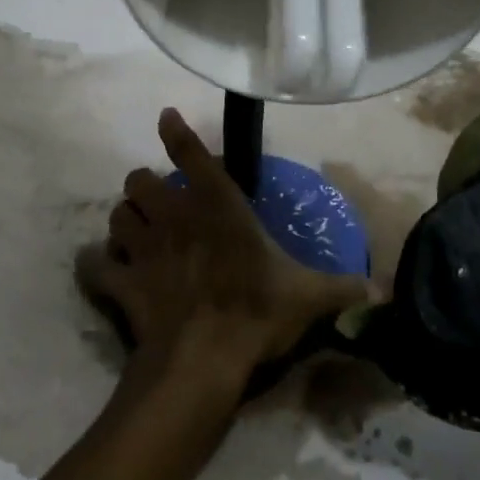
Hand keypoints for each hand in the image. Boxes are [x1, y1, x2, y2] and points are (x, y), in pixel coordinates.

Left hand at [77, 109, 370, 400]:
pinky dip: (97, 265)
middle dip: (145, 187)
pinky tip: (104, 270)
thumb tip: (384, 293)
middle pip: (139, 180)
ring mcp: (142, 248)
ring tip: (134, 233)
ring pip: (116, 215)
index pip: (191, 155)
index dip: (176, 132)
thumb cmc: (256, 314)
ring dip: (124, 220)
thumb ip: (343, 288)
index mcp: (216, 207)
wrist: (202, 362)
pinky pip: (95, 265)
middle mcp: (174, 217)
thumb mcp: (308, 298)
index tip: (166, 117)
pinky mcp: (122, 282)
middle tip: (159, 204)